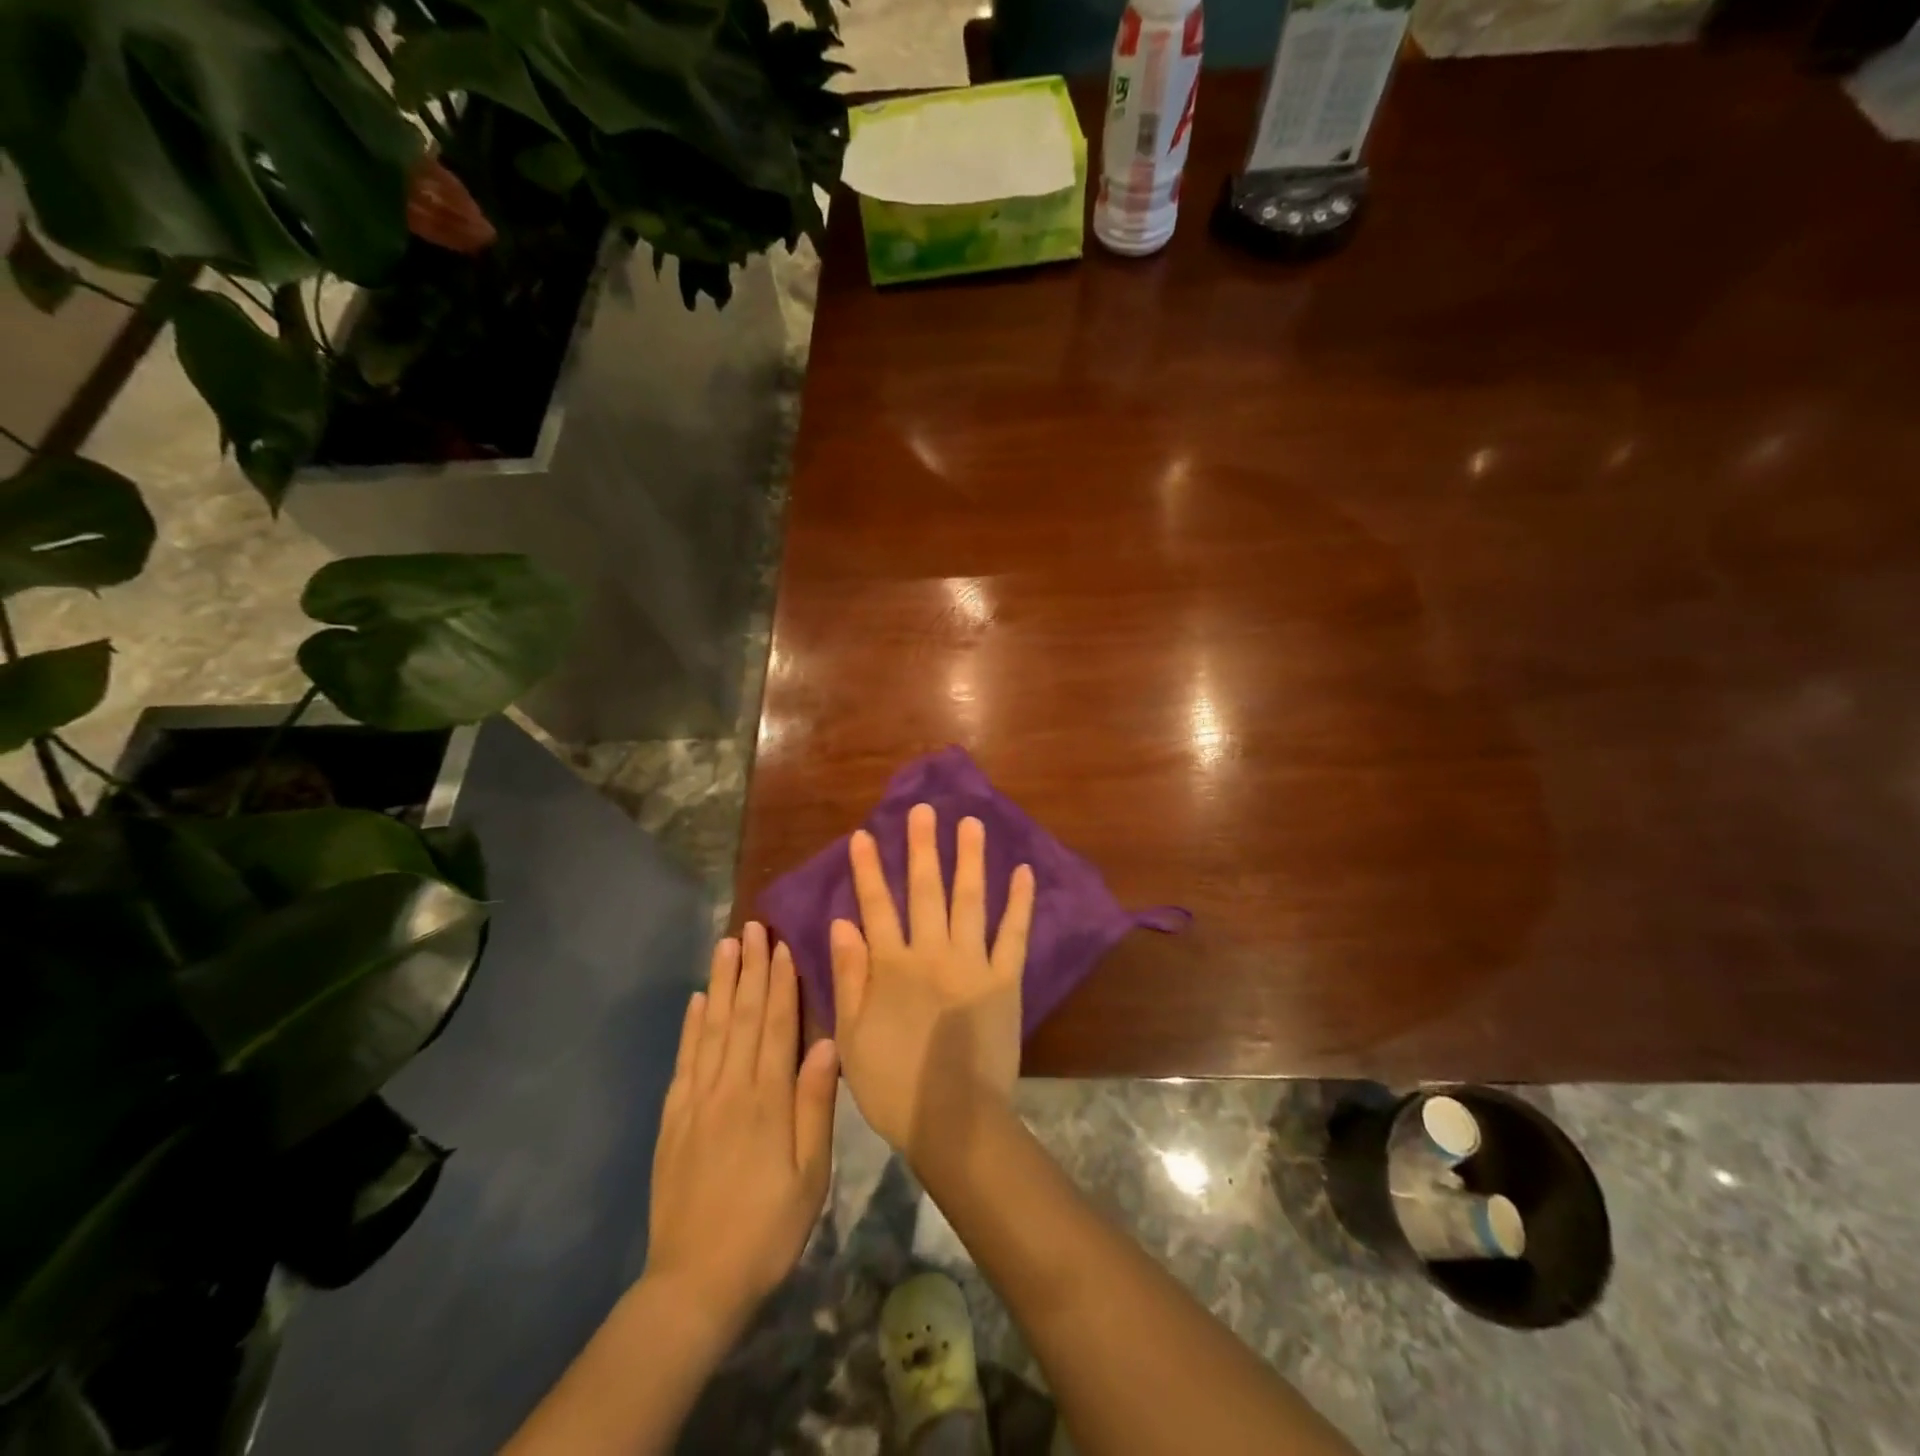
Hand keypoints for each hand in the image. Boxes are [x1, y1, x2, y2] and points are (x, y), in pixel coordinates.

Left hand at [643, 923, 838, 1328]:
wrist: (694, 1284)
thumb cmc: (767, 1228)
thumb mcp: (810, 1174)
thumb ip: (816, 1104)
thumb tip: (829, 1042)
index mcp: (767, 1098)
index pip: (775, 1024)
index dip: (780, 982)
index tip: (782, 943)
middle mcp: (729, 1087)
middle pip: (741, 1015)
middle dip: (750, 968)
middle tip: (751, 926)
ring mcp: (696, 1101)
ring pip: (710, 1028)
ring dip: (720, 983)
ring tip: (725, 946)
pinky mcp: (673, 1119)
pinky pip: (684, 1060)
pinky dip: (690, 1026)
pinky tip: (695, 1001)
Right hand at [829, 804, 1035, 1157]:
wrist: (954, 1121)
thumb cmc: (894, 1084)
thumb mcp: (851, 1036)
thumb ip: (849, 975)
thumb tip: (842, 922)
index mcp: (892, 966)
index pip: (876, 906)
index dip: (868, 870)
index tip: (864, 835)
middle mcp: (932, 953)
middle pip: (925, 890)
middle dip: (922, 847)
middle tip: (923, 811)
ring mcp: (973, 963)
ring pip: (969, 900)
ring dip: (968, 860)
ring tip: (970, 824)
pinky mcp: (1005, 980)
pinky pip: (1014, 934)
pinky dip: (1019, 902)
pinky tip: (1022, 872)